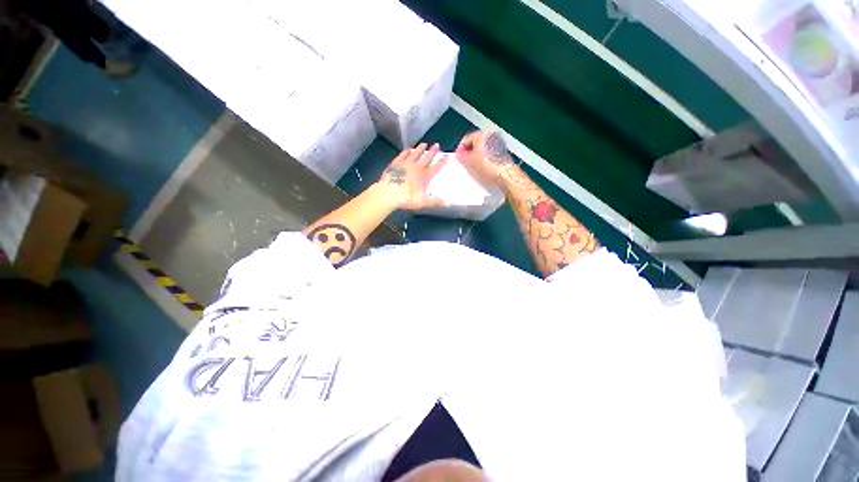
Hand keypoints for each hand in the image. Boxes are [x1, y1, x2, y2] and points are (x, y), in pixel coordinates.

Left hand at [378, 143, 447, 210]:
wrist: (388, 194)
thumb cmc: (406, 199)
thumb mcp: (423, 202)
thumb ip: (435, 202)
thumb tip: (448, 203)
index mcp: (424, 176)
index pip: (435, 167)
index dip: (441, 162)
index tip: (446, 156)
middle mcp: (416, 167)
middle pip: (426, 157)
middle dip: (432, 151)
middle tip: (437, 145)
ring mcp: (405, 164)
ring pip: (415, 154)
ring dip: (420, 149)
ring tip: (424, 144)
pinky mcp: (396, 163)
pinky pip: (403, 155)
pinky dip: (407, 151)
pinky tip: (408, 150)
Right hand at [456, 130, 515, 187]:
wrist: (504, 174)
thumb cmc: (487, 166)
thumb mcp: (469, 162)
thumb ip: (462, 156)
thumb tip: (460, 154)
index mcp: (482, 134)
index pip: (466, 139)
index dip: (460, 149)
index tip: (458, 157)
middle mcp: (491, 135)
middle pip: (475, 143)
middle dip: (469, 152)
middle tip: (464, 162)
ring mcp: (498, 143)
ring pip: (482, 148)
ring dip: (476, 156)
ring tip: (472, 166)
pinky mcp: (502, 152)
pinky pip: (489, 153)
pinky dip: (484, 158)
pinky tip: (482, 167)